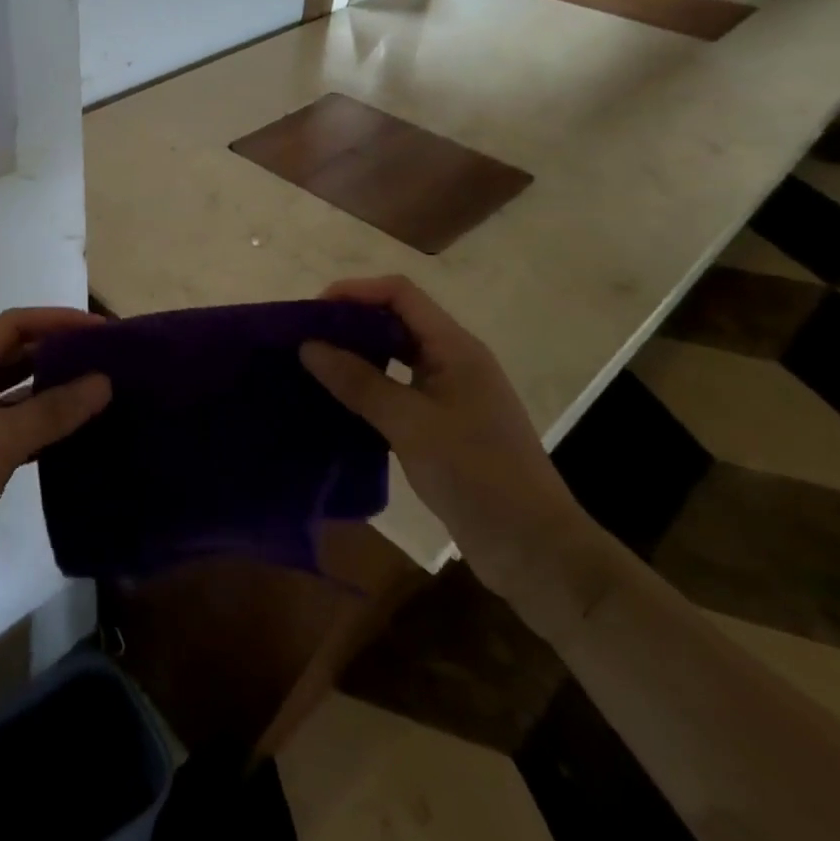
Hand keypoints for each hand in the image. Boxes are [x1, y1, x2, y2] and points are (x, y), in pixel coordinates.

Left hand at [0, 308, 110, 614]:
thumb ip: (52, 410)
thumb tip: (103, 382)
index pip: (13, 326)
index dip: (57, 321)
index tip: (101, 331)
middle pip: (16, 356)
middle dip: (59, 354)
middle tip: (107, 362)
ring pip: (18, 395)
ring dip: (55, 393)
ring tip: (101, 394)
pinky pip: (16, 430)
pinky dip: (44, 428)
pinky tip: (77, 436)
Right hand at [299, 276, 590, 605]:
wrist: (533, 549)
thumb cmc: (476, 474)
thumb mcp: (410, 424)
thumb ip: (359, 382)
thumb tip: (308, 346)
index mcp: (455, 348)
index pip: (400, 294)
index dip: (356, 292)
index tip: (313, 311)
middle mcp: (454, 360)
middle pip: (397, 319)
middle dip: (351, 322)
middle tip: (306, 339)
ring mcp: (452, 393)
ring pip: (397, 355)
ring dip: (358, 354)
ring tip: (315, 366)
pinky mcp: (445, 424)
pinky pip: (400, 388)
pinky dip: (369, 387)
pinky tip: (340, 403)